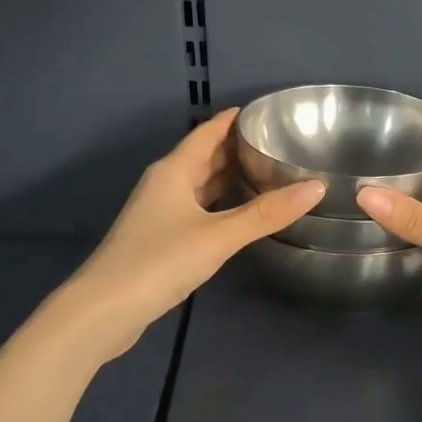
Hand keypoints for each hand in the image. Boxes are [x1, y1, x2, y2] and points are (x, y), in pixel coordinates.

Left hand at [53, 108, 322, 361]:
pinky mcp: (158, 239)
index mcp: (173, 171)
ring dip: (226, 177)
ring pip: (198, 184)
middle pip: (203, 156)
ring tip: (265, 173)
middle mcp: (164, 184)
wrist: (105, 309)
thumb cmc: (160, 261)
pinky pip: (195, 208)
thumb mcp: (218, 236)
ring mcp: (158, 212)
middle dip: (235, 148)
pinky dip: (218, 204)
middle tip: (276, 144)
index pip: (207, 132)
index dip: (233, 120)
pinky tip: (237, 214)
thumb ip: (266, 213)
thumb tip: (317, 186)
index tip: (265, 112)